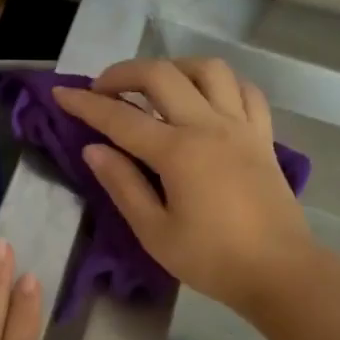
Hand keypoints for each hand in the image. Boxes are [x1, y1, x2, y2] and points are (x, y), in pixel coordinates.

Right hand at [53, 58, 318, 317]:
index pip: (120, 117)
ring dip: (174, 67)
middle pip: (162, 75)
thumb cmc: (211, 259)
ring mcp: (241, 126)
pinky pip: (244, 91)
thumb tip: (94, 150)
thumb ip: (122, 185)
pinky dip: (220, 84)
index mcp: (178, 152)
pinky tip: (205, 98)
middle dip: (124, 73)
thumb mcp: (154, 232)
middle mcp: (209, 126)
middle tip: (102, 89)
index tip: (60, 94)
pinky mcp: (263, 137)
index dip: (85, 104)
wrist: (279, 272)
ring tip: (154, 86)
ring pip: (208, 69)